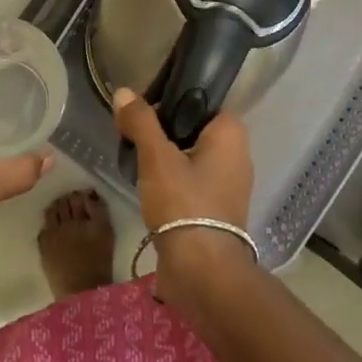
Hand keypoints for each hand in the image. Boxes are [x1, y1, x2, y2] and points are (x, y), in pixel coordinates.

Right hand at [112, 87, 254, 288]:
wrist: (202, 270)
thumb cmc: (184, 203)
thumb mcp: (157, 158)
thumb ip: (140, 122)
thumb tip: (123, 92)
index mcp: (231, 132)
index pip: (200, 101)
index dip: (169, 102)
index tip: (141, 112)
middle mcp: (237, 154)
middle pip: (193, 129)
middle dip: (163, 133)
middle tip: (133, 137)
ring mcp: (230, 184)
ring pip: (191, 156)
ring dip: (166, 159)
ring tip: (135, 161)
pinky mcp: (218, 208)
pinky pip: (192, 181)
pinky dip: (173, 181)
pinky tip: (148, 187)